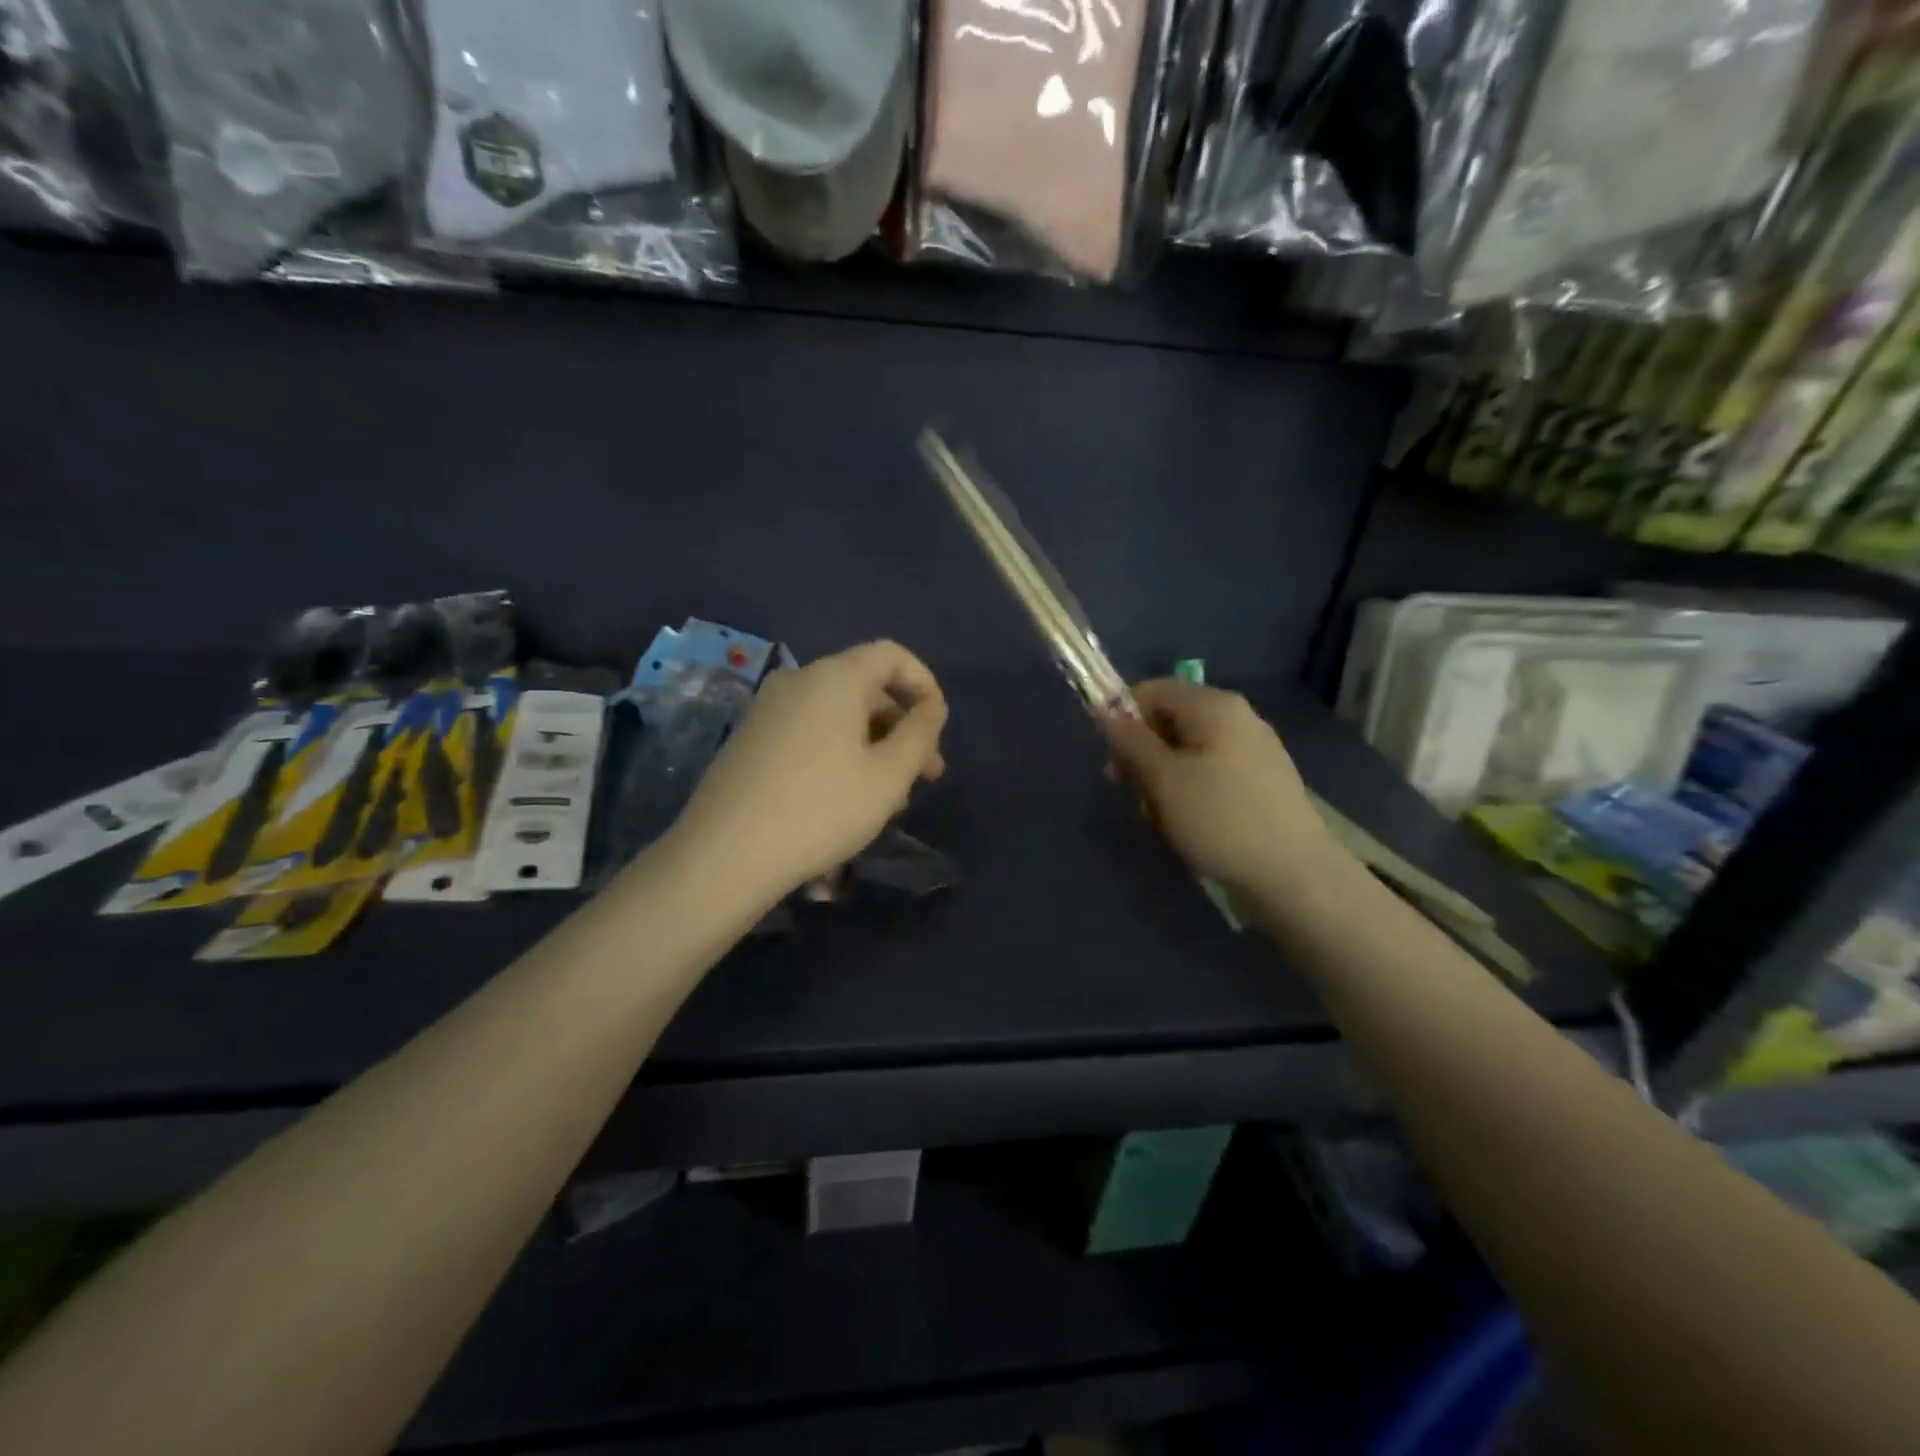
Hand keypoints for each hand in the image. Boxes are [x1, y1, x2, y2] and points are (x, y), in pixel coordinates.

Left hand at [670, 641, 948, 899]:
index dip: (924, 684)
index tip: (938, 726)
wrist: (725, 854)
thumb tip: (931, 708)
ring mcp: (768, 710)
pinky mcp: (751, 740)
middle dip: (902, 728)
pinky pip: (810, 733)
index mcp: (835, 677)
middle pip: (865, 688)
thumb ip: (920, 734)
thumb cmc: (821, 808)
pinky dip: (840, 754)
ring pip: (839, 716)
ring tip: (890, 799)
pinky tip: (848, 800)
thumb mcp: (889, 776)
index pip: (891, 655)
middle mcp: (798, 681)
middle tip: (926, 776)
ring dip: (874, 748)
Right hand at [1101, 678, 1339, 899]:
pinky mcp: (1261, 781)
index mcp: (1214, 706)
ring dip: (1163, 779)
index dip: (1124, 717)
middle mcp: (1237, 717)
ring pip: (1188, 751)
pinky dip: (1190, 791)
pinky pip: (1211, 772)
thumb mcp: (1163, 779)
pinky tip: (1188, 824)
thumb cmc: (1219, 818)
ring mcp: (1254, 749)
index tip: (1112, 758)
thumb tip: (1105, 711)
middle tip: (1131, 793)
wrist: (1293, 874)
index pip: (1153, 690)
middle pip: (1171, 721)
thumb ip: (1130, 741)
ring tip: (1160, 818)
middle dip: (1143, 754)